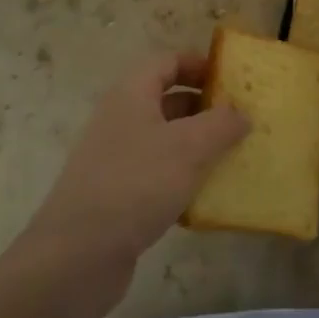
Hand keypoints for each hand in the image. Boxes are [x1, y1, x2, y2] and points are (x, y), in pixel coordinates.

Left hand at [23, 52, 248, 280]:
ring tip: (235, 155)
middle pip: (168, 99)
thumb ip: (221, 124)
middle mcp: (121, 120)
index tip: (232, 78)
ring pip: (165, 140)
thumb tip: (241, 114)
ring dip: (199, 145)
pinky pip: (158, 174)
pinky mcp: (118, 195)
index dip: (200, 63)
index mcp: (131, 95)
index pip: (167, 62)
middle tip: (242, 119)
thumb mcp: (189, 147)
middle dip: (206, 106)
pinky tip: (208, 196)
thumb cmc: (136, 184)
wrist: (76, 256)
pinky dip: (184, 178)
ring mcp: (116, 159)